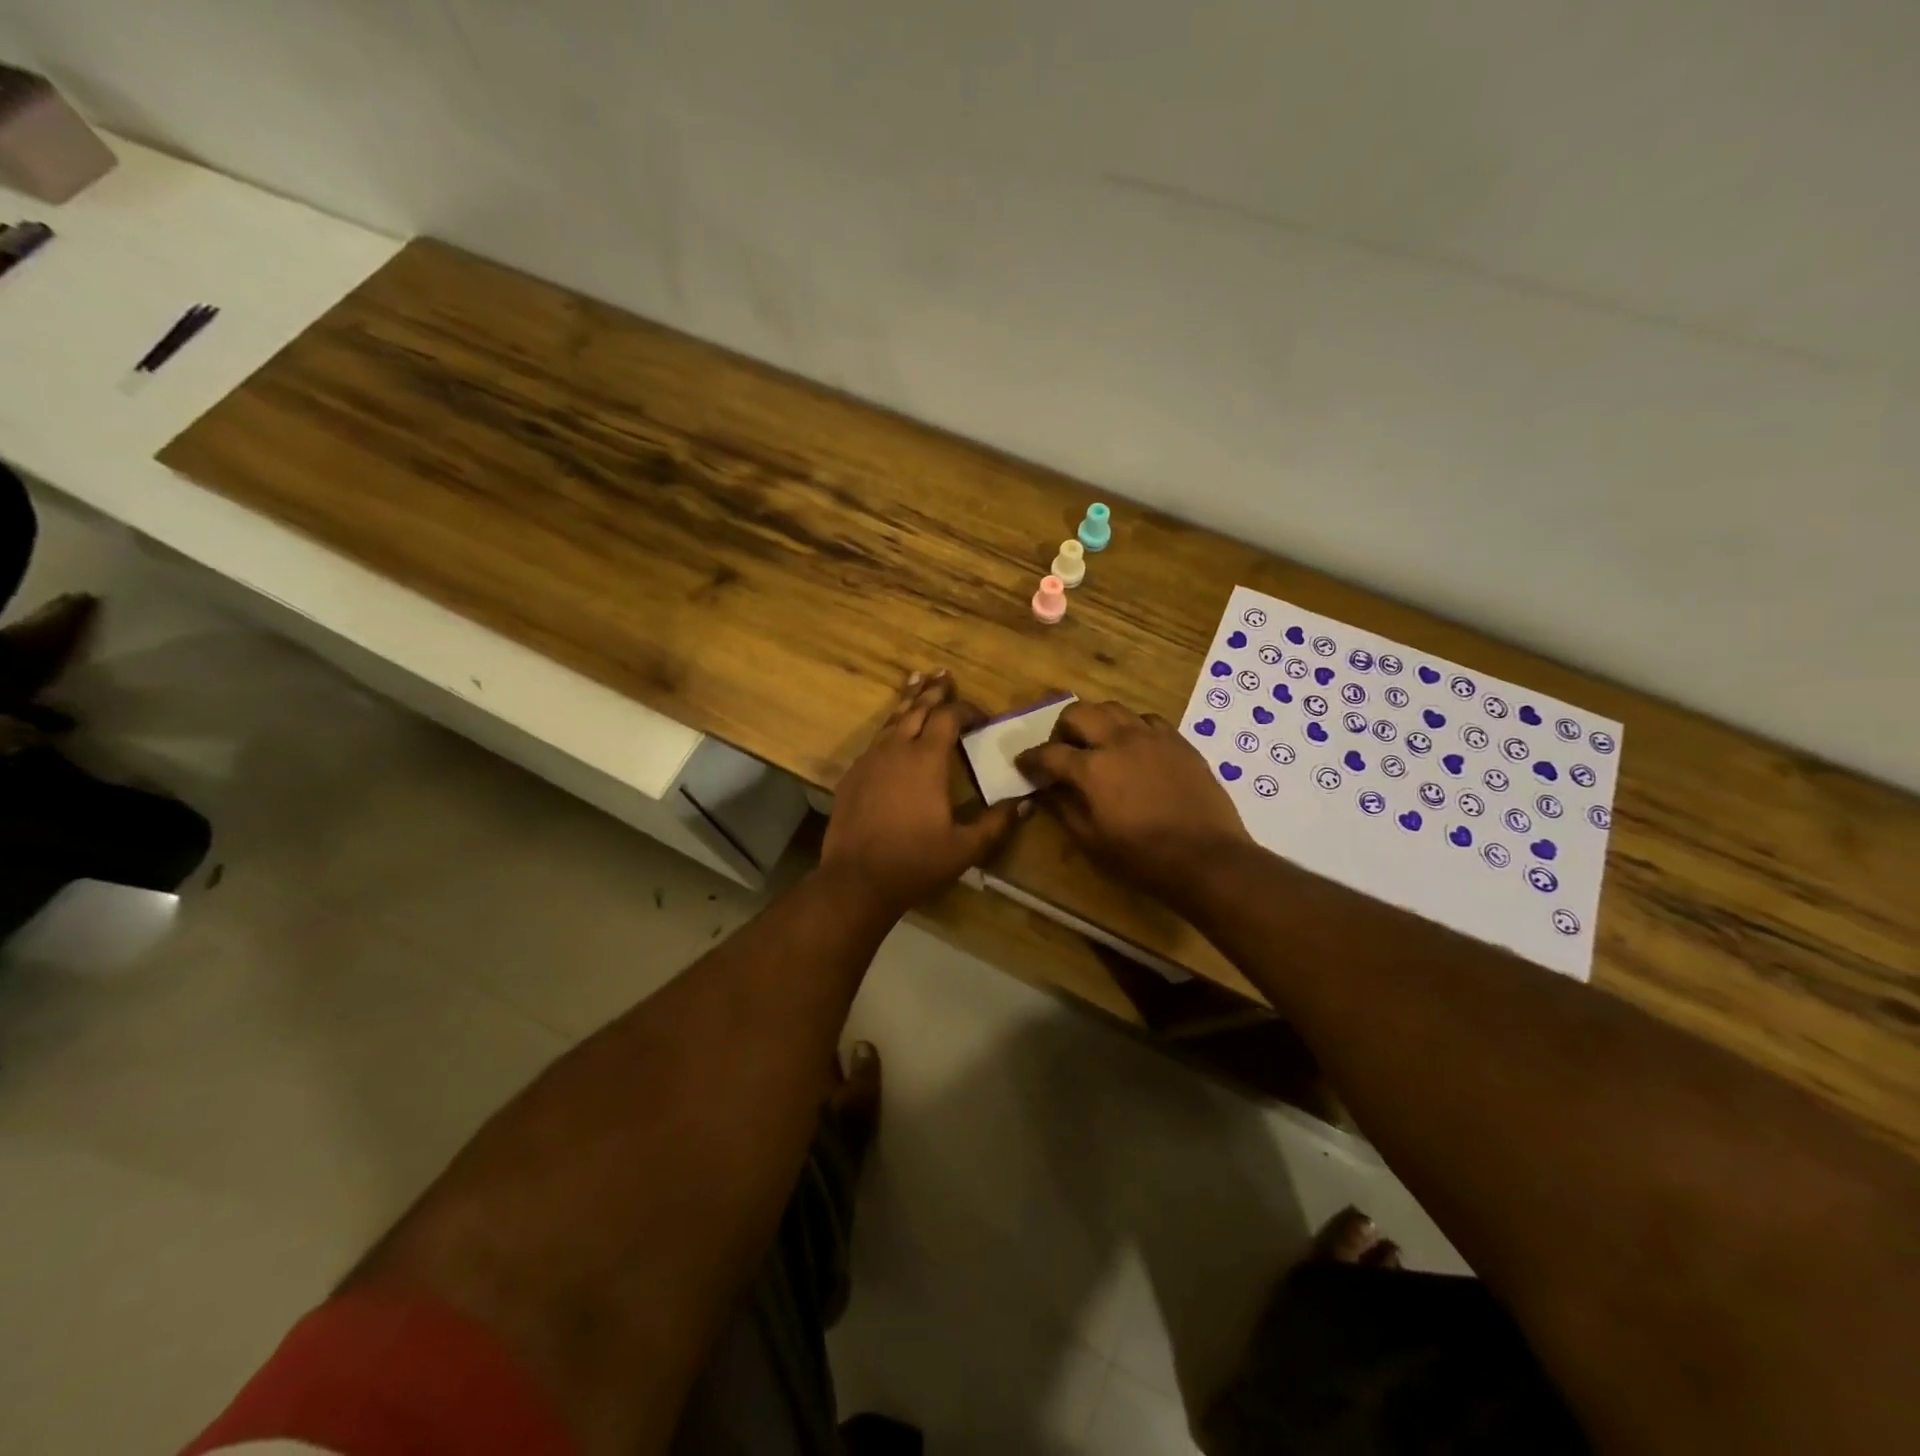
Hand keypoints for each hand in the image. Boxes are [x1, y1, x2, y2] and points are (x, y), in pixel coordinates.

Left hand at [821, 671, 1024, 917]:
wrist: (856, 880)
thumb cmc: (915, 862)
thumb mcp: (964, 847)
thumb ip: (996, 823)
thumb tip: (1026, 804)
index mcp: (926, 760)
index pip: (948, 717)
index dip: (966, 710)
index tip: (982, 716)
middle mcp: (896, 750)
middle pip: (917, 709)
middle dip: (934, 691)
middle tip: (944, 675)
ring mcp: (869, 760)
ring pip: (891, 721)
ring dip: (908, 702)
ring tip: (916, 681)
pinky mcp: (852, 776)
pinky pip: (874, 741)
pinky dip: (888, 728)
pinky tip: (890, 733)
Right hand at [1015, 699, 1250, 903]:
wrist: (1207, 857)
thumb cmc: (1142, 857)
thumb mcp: (1091, 841)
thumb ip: (1064, 808)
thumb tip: (1046, 790)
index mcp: (1092, 768)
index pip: (1049, 753)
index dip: (1030, 758)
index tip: (1023, 764)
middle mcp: (1119, 741)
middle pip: (1079, 712)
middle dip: (1062, 728)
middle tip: (1063, 750)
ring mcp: (1152, 736)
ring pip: (1113, 708)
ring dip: (1097, 721)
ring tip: (1098, 743)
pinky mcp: (1178, 741)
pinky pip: (1147, 719)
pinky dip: (1132, 727)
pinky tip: (1134, 748)